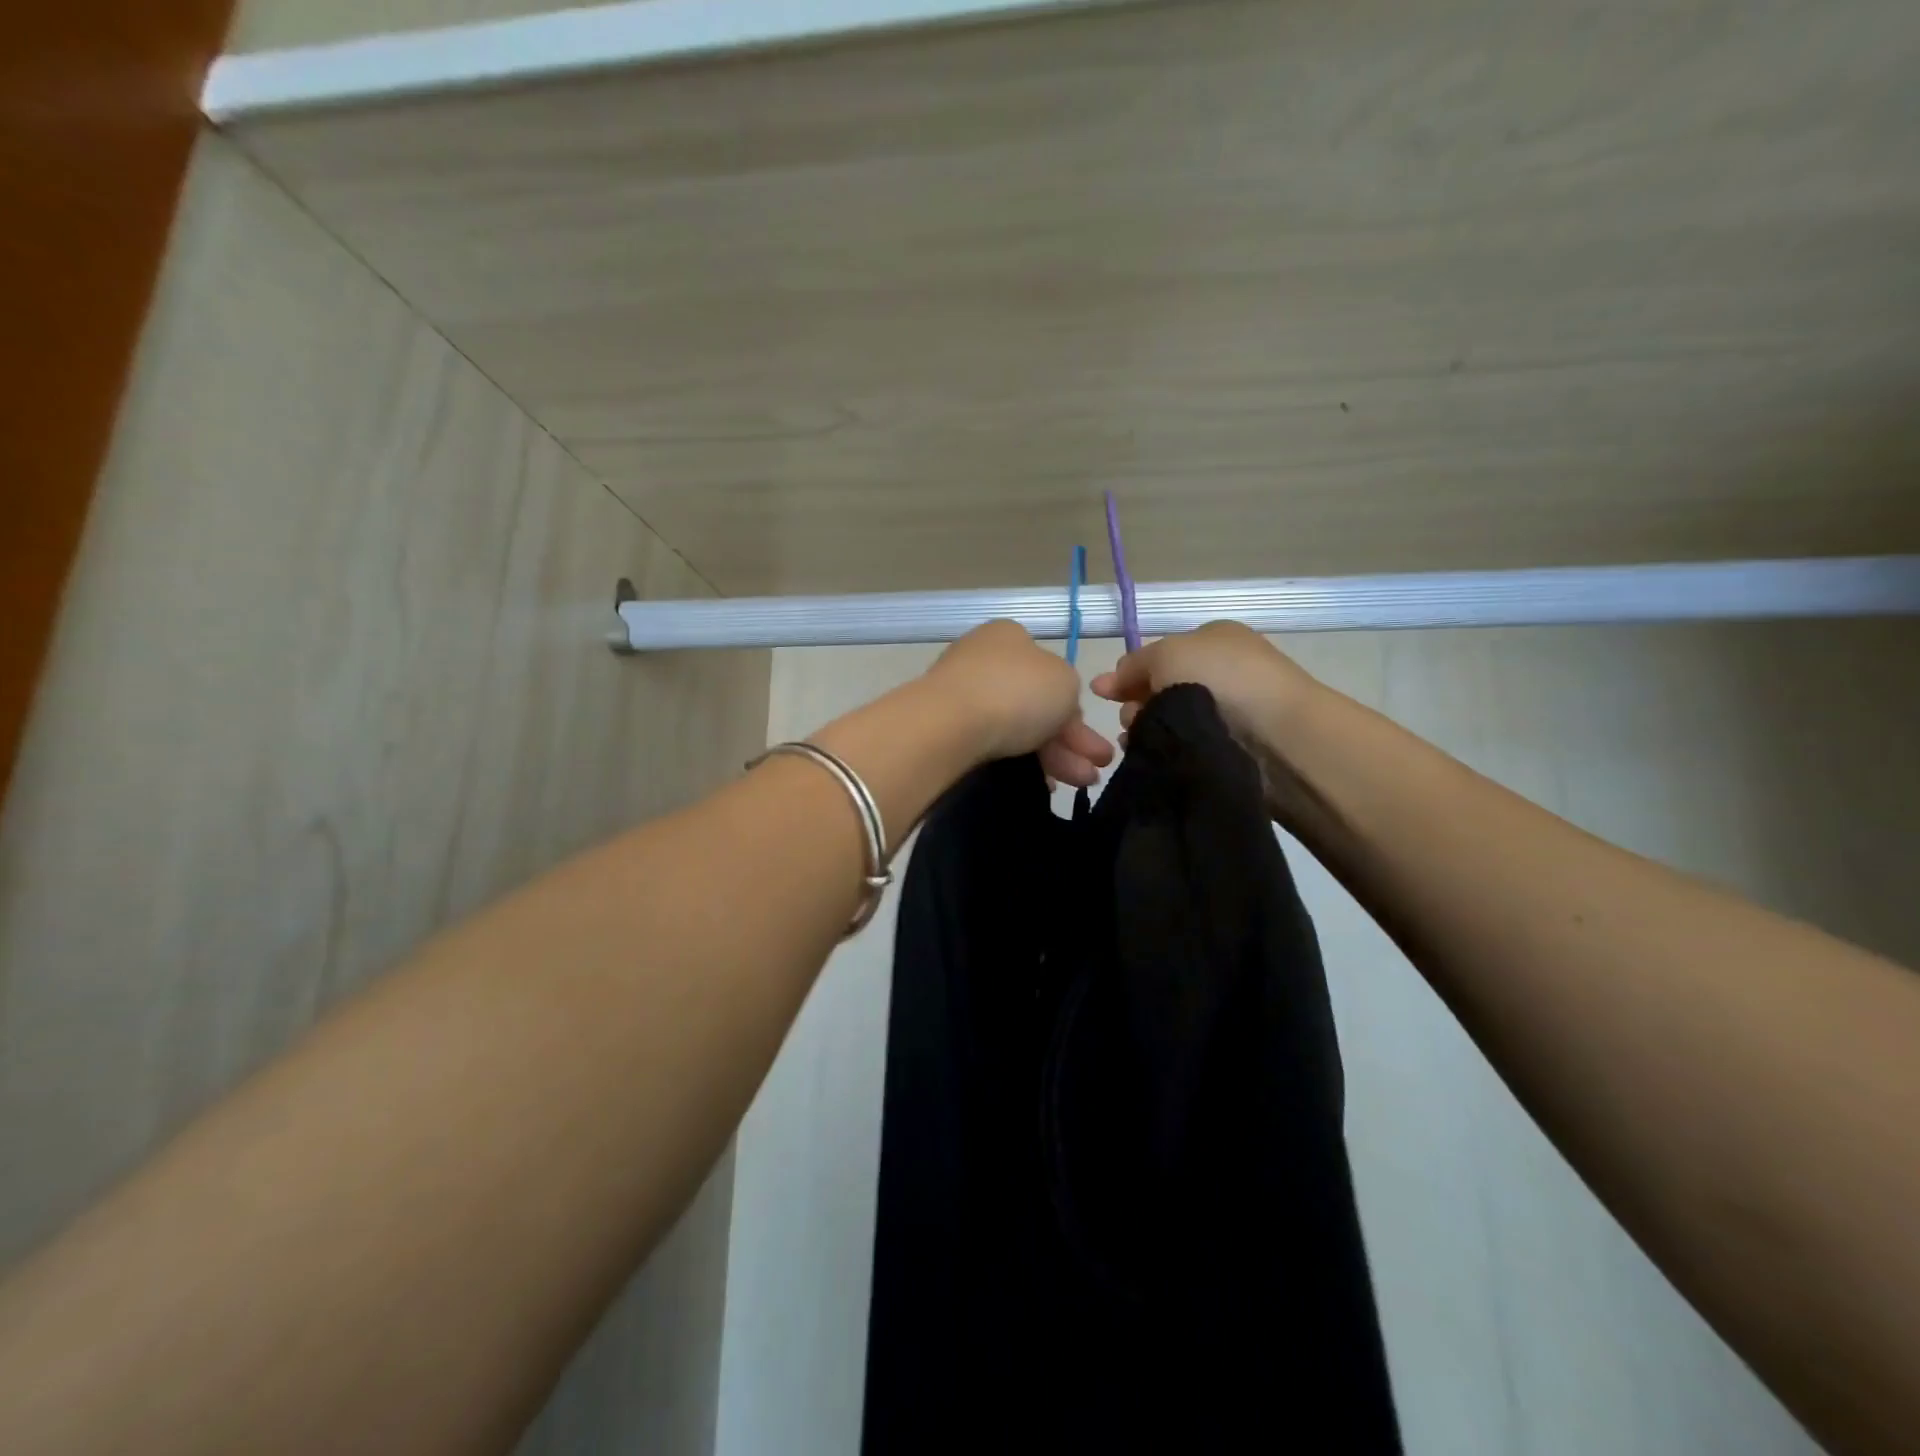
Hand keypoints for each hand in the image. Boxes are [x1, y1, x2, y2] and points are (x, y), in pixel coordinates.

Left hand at [923, 621, 1115, 787]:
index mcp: (1010, 636)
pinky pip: (992, 745)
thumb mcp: (1065, 681)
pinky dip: (1020, 762)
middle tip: (1094, 771)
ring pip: (1017, 727)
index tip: (1089, 737)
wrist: (949, 724)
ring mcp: (961, 693)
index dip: (1074, 707)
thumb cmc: (1016, 691)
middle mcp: (983, 659)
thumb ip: (1069, 691)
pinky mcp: (946, 727)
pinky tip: (1042, 785)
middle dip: (1070, 740)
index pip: (1050, 671)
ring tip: (1078, 785)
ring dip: (1053, 756)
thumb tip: (1056, 707)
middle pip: (1036, 703)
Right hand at [1091, 621, 1318, 753]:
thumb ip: (1133, 664)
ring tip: (1142, 741)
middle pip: (1159, 689)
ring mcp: (1228, 711)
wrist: (1277, 735)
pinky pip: (1182, 746)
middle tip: (1135, 717)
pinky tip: (1154, 757)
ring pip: (1167, 721)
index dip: (1129, 674)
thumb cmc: (1221, 679)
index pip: (1159, 656)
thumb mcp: (1167, 653)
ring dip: (1148, 729)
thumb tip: (1106, 683)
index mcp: (1213, 640)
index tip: (1104, 695)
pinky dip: (1165, 750)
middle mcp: (1220, 672)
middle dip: (1138, 704)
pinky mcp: (1229, 748)